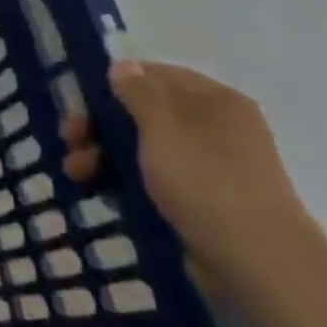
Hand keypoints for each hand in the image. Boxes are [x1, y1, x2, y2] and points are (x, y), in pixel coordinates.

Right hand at [61, 61, 326, 296]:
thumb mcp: (164, 127)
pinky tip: (100, 192)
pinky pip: (151, 179)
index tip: (80, 104)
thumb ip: (138, 92)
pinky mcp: (199, 201)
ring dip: (103, 155)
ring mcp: (207, 166)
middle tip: (70, 141)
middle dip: (100, 125)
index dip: (114, 84)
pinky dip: (123, 181)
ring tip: (77, 174)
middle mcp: (214, 127)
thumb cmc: (206, 182)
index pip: (156, 75)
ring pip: (142, 148)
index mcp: (215, 101)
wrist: (256, 261)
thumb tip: (123, 65)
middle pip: (143, 112)